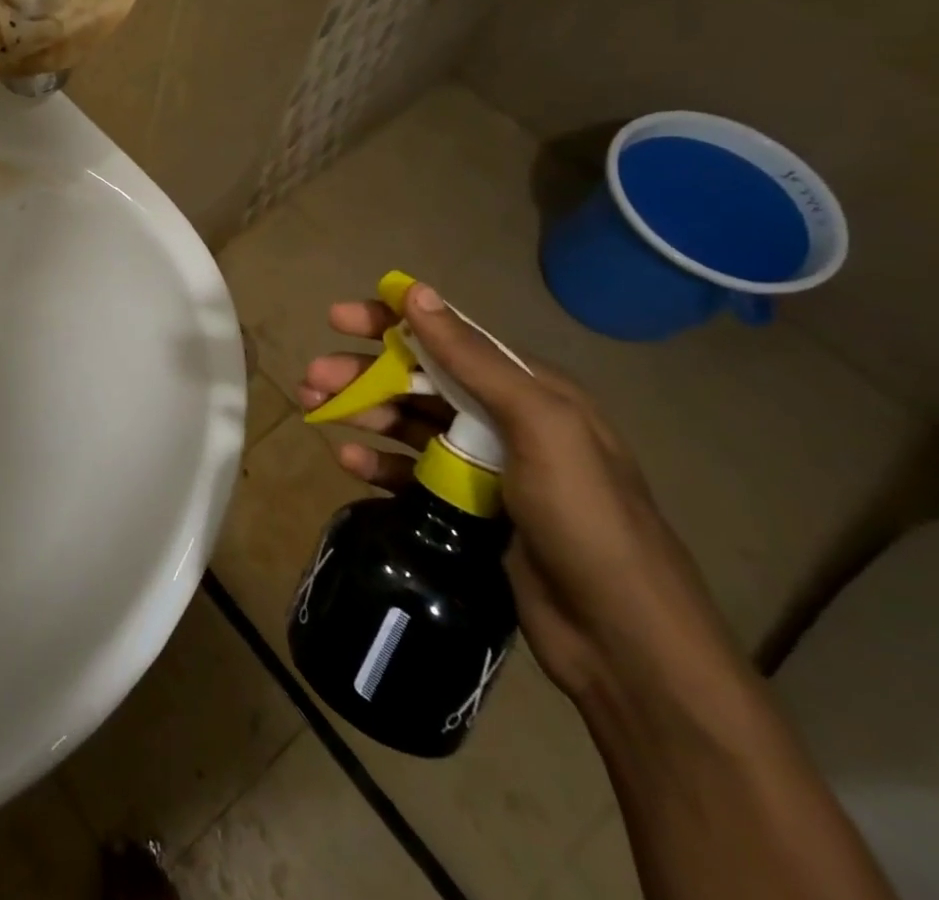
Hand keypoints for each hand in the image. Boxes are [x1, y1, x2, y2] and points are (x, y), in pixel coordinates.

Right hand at [299, 284, 741, 706]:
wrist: (626, 643)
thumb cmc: (586, 519)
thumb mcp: (540, 426)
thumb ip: (474, 359)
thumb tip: (417, 294)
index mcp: (529, 389)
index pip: (447, 337)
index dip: (390, 322)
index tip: (337, 320)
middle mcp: (504, 419)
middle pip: (418, 380)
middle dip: (362, 373)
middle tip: (312, 378)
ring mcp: (485, 466)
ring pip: (408, 423)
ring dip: (361, 412)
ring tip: (315, 411)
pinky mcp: (469, 509)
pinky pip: (411, 473)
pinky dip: (379, 462)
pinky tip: (349, 461)